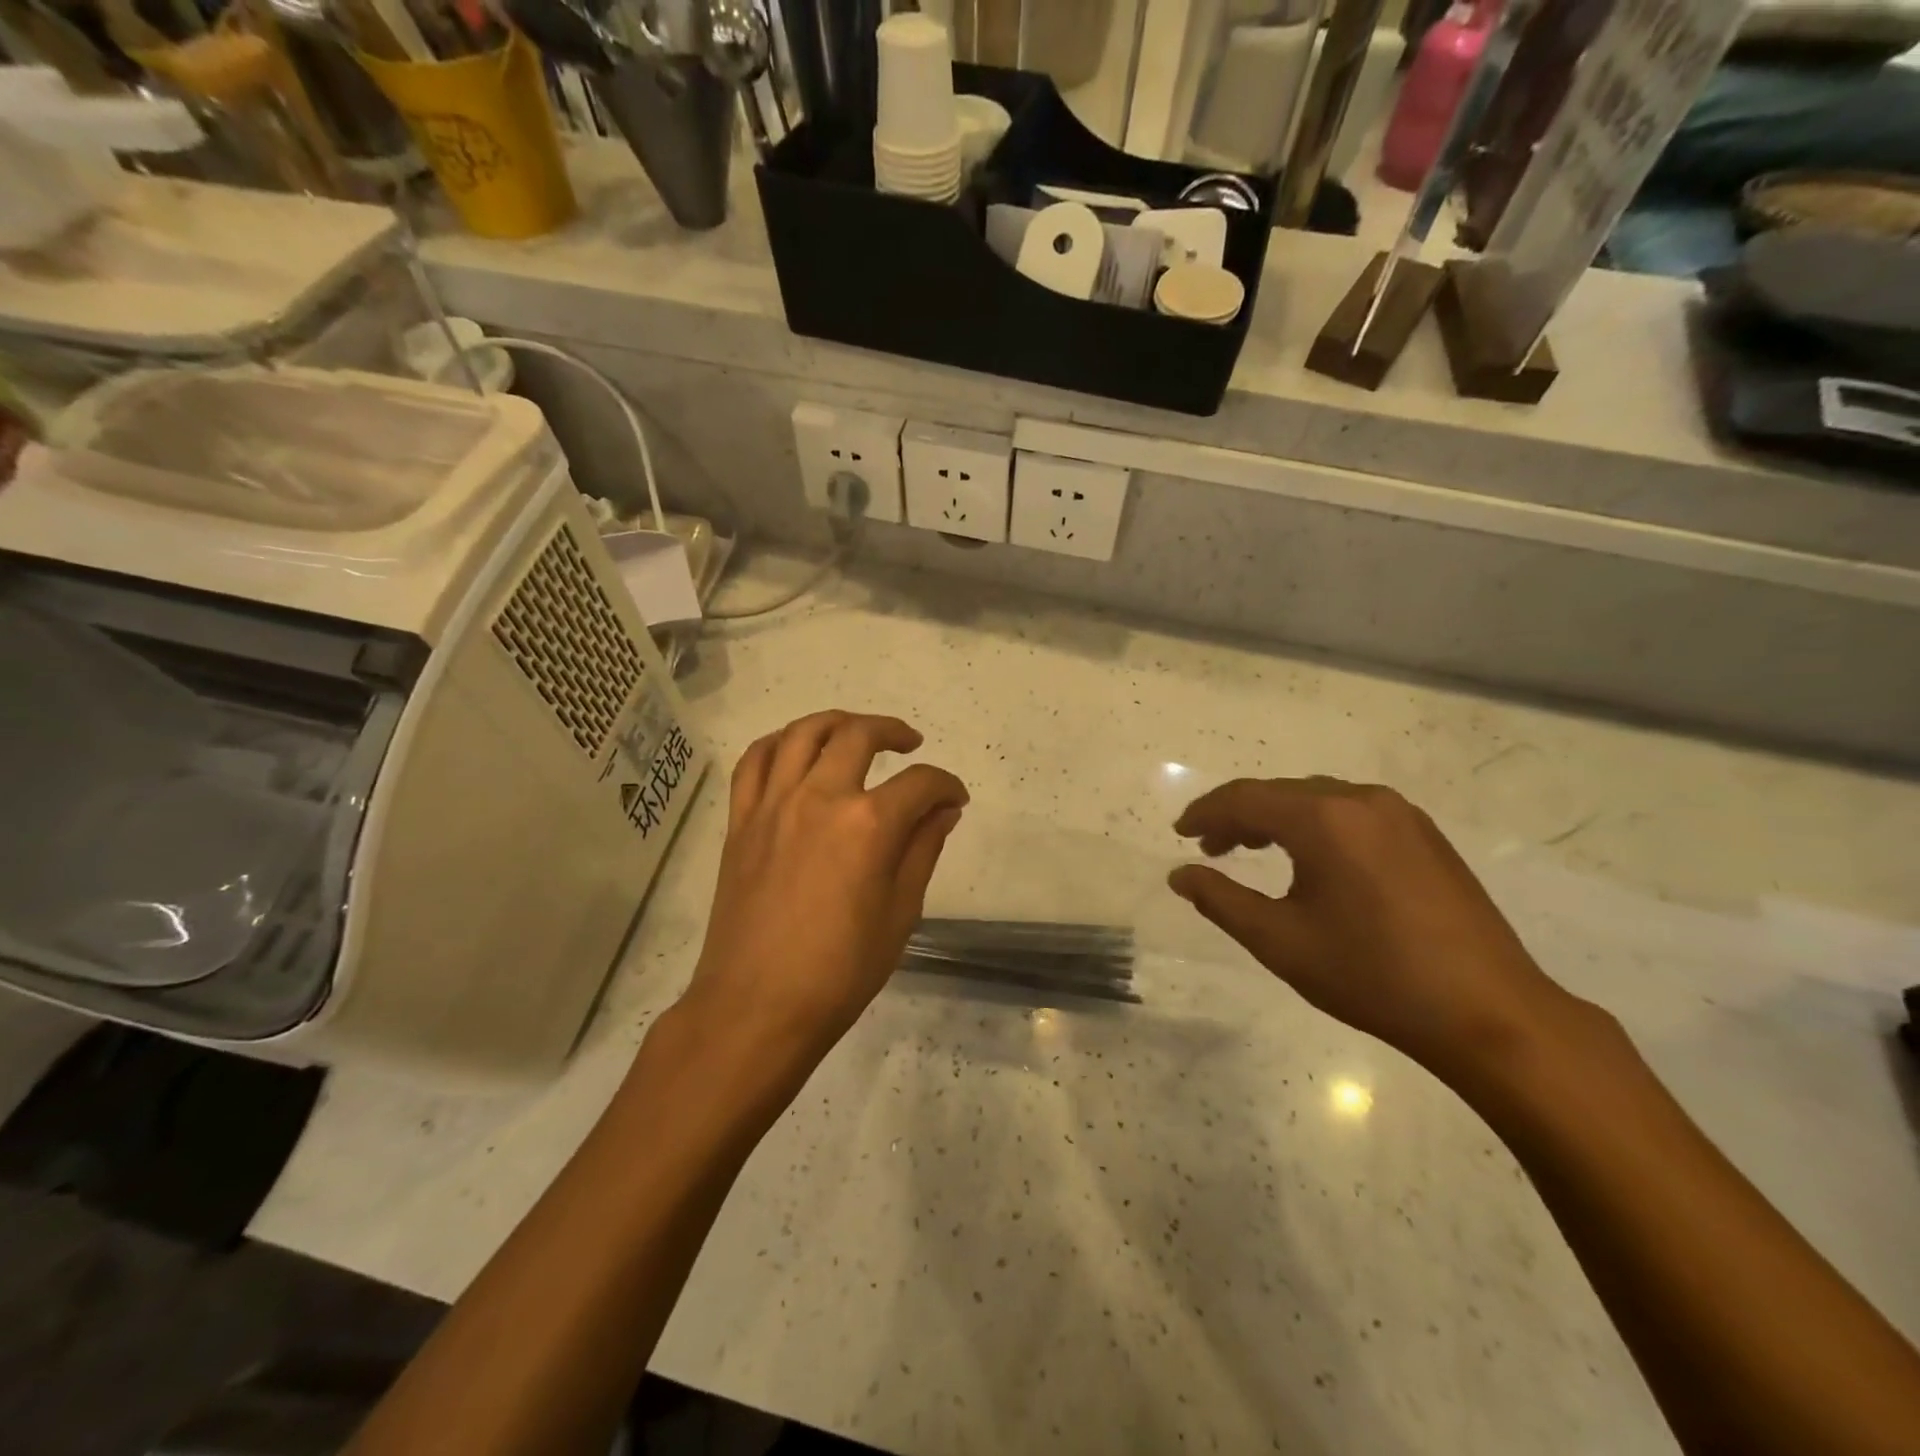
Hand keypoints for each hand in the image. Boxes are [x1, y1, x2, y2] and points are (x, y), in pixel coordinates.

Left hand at [676, 712, 967, 1073]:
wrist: (757, 1007)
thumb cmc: (840, 971)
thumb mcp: (900, 913)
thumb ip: (923, 849)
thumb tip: (945, 809)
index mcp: (868, 825)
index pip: (920, 783)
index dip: (946, 785)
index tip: (954, 799)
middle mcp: (819, 798)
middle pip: (858, 736)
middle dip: (893, 731)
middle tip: (910, 744)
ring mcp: (773, 805)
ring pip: (802, 733)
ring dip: (836, 722)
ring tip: (855, 732)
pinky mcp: (741, 821)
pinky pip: (754, 761)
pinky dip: (778, 743)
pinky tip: (795, 750)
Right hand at [1169, 777, 1578, 1084]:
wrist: (1489, 1013)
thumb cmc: (1372, 976)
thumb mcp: (1280, 941)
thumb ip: (1220, 900)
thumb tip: (1180, 874)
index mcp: (1324, 819)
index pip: (1245, 799)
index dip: (1205, 812)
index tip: (1180, 833)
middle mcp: (1361, 800)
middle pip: (1280, 793)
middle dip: (1238, 816)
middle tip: (1210, 849)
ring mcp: (1400, 814)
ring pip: (1317, 798)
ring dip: (1277, 818)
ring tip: (1252, 850)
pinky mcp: (1424, 834)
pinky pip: (1351, 812)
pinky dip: (1315, 825)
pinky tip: (1311, 859)